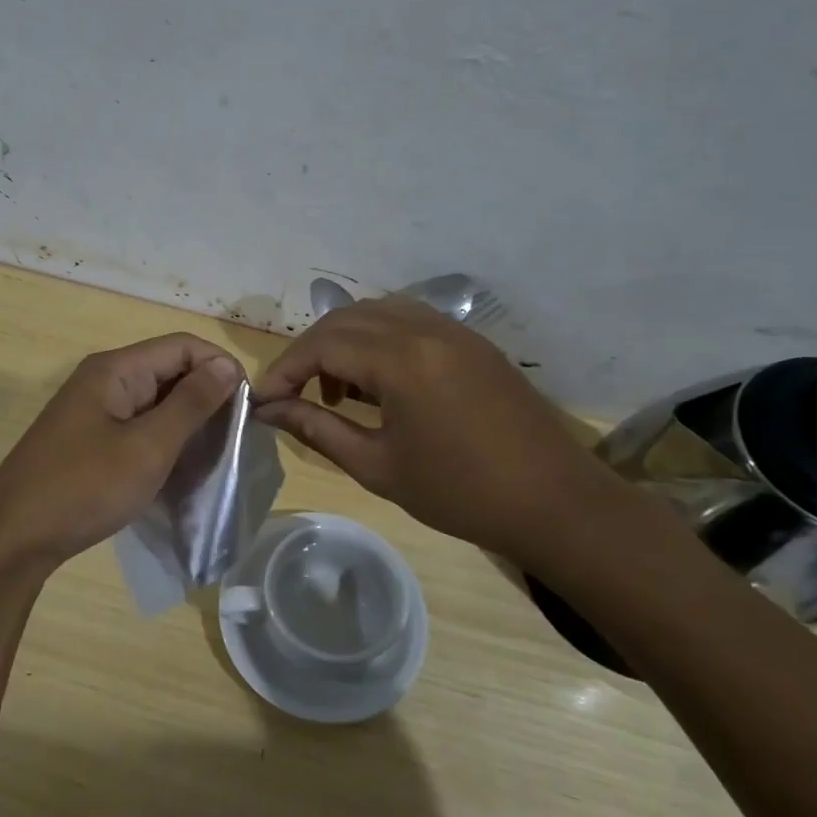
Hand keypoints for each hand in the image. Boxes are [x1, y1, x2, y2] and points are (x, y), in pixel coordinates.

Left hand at [0, 334, 242, 576]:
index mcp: (115, 369)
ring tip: (215, 452)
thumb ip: (191, 404)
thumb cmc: (84, 487)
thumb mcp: (148, 447)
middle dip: (206, 395)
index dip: (220, 367)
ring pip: (155, 400)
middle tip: (236, 435)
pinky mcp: (90, 439)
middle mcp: (104, 380)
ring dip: (187, 420)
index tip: (248, 406)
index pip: (182, 346)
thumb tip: (227, 366)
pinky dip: (164, 439)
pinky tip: (181, 466)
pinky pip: (138, 425)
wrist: (14, 537)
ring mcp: (94, 410)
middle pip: (169, 370)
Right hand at [252, 298, 625, 565]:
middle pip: (344, 320)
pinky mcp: (471, 341)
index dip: (284, 370)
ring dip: (343, 343)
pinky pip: (408, 322)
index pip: (321, 344)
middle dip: (308, 353)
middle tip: (292, 396)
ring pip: (376, 313)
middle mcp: (425, 328)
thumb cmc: (459, 492)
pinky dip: (377, 341)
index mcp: (401, 359)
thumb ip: (317, 428)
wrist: (554, 502)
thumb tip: (270, 410)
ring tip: (335, 392)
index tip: (262, 401)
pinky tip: (377, 383)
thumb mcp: (377, 466)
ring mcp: (453, 330)